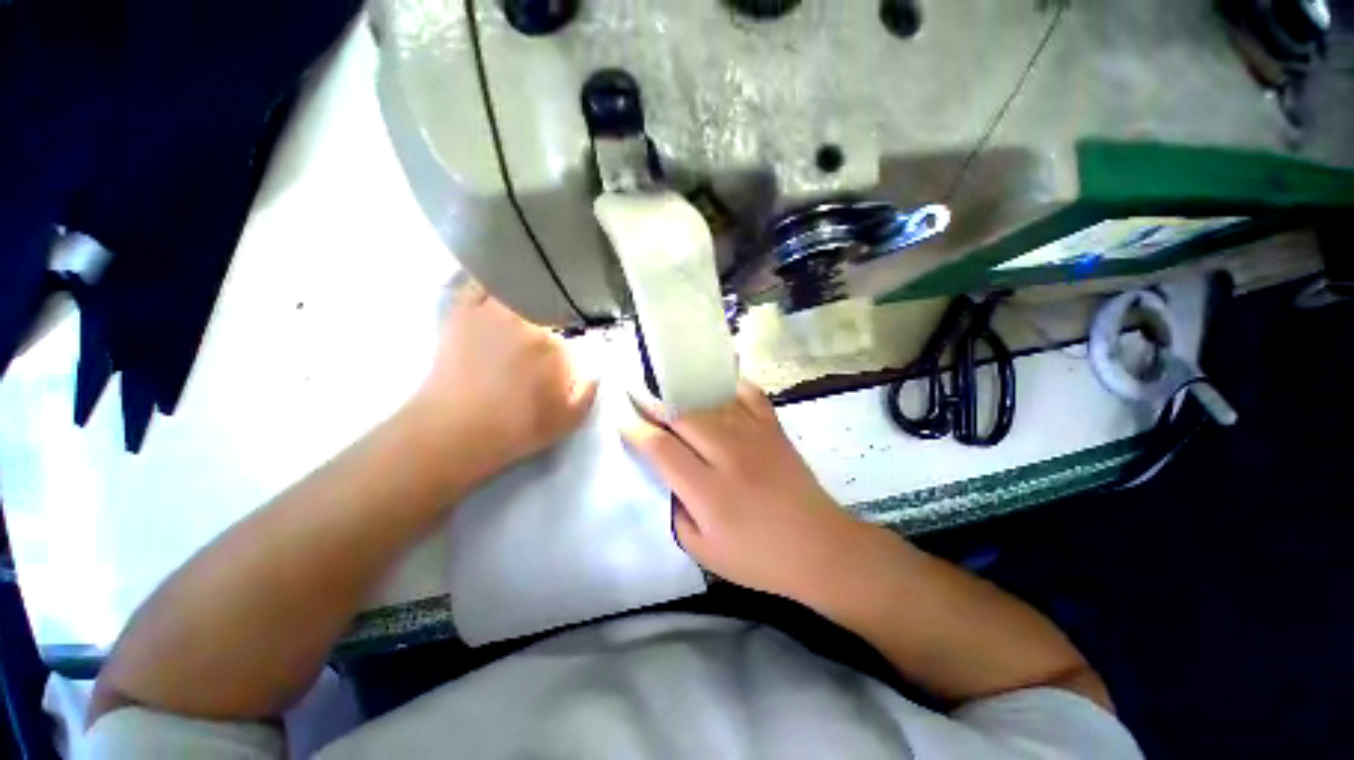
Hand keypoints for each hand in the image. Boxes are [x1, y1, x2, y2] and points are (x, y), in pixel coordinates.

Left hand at [408, 278, 597, 482]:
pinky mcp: (464, 310)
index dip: (585, 333)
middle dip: (562, 310)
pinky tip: (503, 278)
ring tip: (539, 289)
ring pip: (521, 284)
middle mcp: (530, 323)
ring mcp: (494, 312)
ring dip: (534, 285)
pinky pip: (481, 281)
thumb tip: (598, 366)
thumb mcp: (569, 420)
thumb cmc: (517, 429)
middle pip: (554, 302)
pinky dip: (493, 276)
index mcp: (559, 349)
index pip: (581, 329)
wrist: (455, 432)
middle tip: (561, 320)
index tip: (584, 340)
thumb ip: (591, 389)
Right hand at [622, 379, 870, 601]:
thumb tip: (669, 477)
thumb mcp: (704, 552)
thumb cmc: (759, 558)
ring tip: (670, 396)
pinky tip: (716, 390)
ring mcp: (755, 437)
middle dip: (656, 407)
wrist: (820, 548)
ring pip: (711, 403)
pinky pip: (749, 394)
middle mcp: (730, 455)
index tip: (626, 422)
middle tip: (642, 403)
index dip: (638, 431)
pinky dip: (730, 387)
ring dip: (685, 397)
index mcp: (709, 491)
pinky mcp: (774, 429)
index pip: (662, 449)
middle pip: (683, 416)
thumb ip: (677, 512)